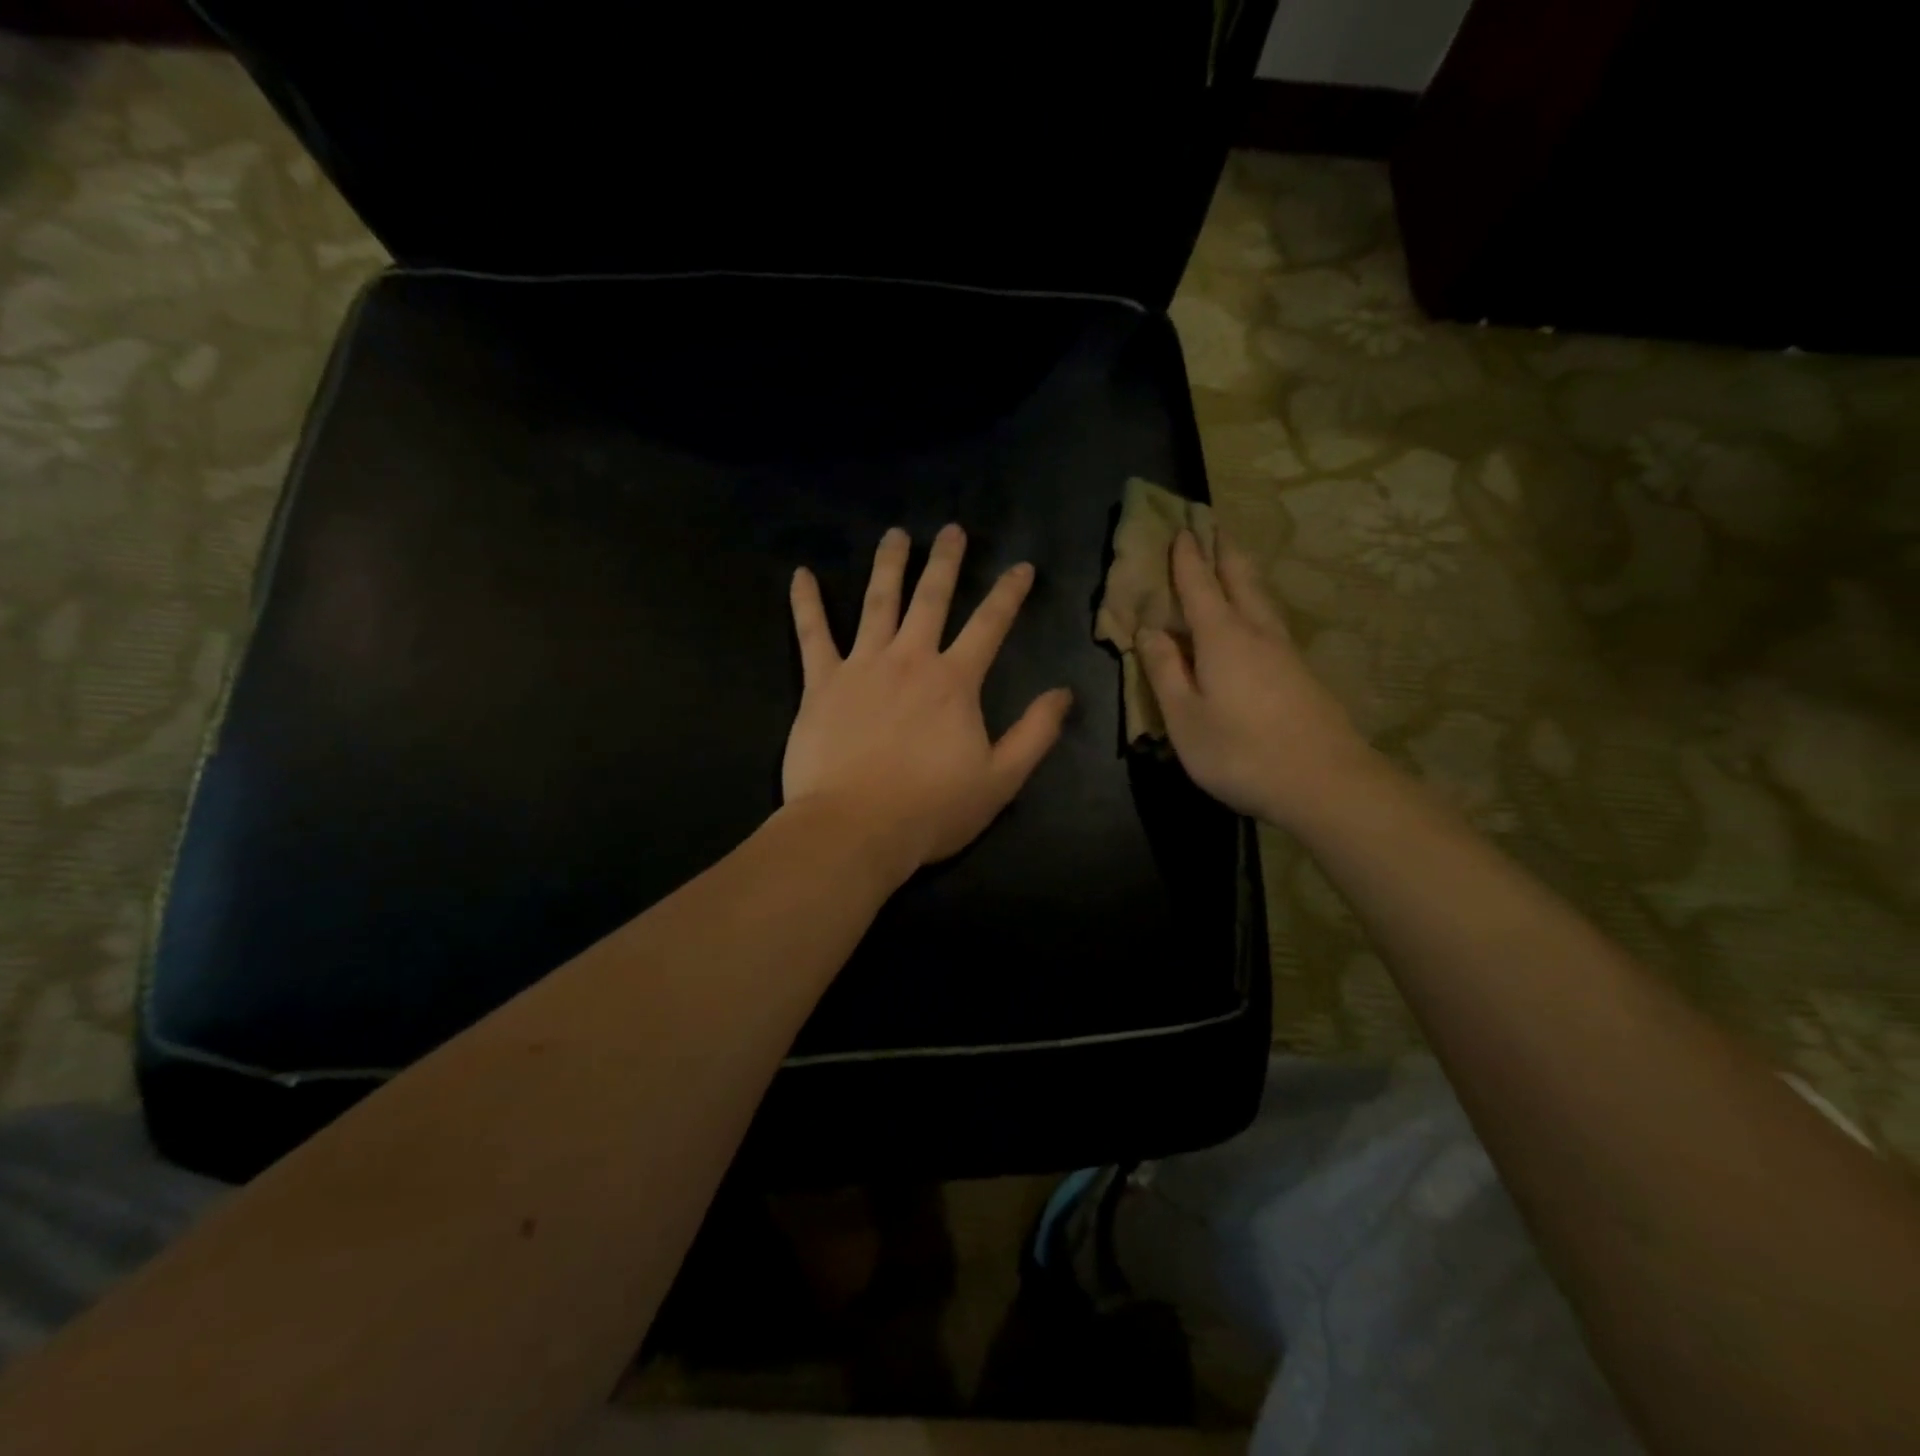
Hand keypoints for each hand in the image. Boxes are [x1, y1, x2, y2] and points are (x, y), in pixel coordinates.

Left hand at [784, 524, 1073, 884]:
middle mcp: (910, 660)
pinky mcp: (821, 683)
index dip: (1009, 593)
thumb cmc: (931, 810)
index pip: (989, 625)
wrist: (855, 829)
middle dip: (946, 562)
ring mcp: (862, 667)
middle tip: (952, 530)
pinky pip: (812, 635)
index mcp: (954, 682)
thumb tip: (1063, 694)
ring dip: (888, 566)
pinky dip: (805, 604)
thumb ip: (1035, 734)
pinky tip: (800, 574)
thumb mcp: (1000, 780)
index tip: (1021, 566)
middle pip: (931, 599)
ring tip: (895, 535)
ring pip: (877, 603)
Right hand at [1138, 531, 1374, 828]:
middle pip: (1240, 581)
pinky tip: (1258, 618)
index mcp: (1222, 638)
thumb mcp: (1184, 718)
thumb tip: (1149, 630)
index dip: (1188, 559)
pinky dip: (1257, 605)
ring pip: (1262, 600)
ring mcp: (1285, 653)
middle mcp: (1256, 633)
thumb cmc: (1240, 752)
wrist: (1325, 783)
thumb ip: (1164, 672)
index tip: (1182, 529)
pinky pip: (1272, 623)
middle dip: (1223, 553)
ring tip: (1235, 561)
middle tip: (1214, 527)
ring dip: (1245, 575)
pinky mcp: (1302, 674)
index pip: (1199, 587)